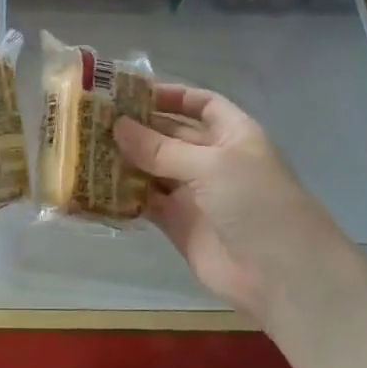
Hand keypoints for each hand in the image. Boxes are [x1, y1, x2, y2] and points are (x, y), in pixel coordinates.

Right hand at [114, 85, 348, 324]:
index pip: (201, 104)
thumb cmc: (255, 203)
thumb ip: (160, 148)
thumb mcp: (211, 165)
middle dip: (137, 128)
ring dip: (125, 160)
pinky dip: (123, 195)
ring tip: (85, 149)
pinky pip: (146, 203)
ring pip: (153, 169)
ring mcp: (195, 193)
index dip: (171, 95)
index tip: (131, 92)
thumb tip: (116, 126)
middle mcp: (213, 160)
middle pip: (171, 136)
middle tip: (93, 120)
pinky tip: (95, 186)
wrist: (281, 274)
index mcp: (232, 135)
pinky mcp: (178, 224)